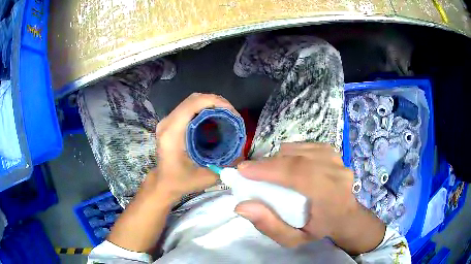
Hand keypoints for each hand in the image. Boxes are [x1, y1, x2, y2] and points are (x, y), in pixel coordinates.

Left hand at [150, 93, 239, 202]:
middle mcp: (167, 123)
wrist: (163, 183)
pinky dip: (203, 108)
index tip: (232, 112)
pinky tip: (213, 118)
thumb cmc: (181, 181)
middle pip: (193, 99)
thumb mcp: (206, 177)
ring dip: (209, 104)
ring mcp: (167, 121)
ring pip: (190, 101)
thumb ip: (225, 165)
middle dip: (215, 101)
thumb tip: (242, 153)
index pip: (193, 104)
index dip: (215, 102)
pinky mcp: (169, 123)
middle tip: (231, 113)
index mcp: (173, 133)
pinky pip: (187, 108)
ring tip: (225, 114)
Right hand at [235, 143, 384, 254]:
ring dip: (278, 158)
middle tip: (249, 171)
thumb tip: (242, 206)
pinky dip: (290, 153)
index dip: (269, 169)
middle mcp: (337, 173)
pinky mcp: (333, 152)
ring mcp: (337, 159)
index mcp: (331, 196)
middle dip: (268, 163)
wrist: (346, 216)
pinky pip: (304, 146)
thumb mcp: (293, 239)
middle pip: (297, 158)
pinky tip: (286, 164)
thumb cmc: (319, 230)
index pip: (299, 174)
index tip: (243, 170)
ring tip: (269, 171)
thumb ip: (269, 225)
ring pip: (299, 149)